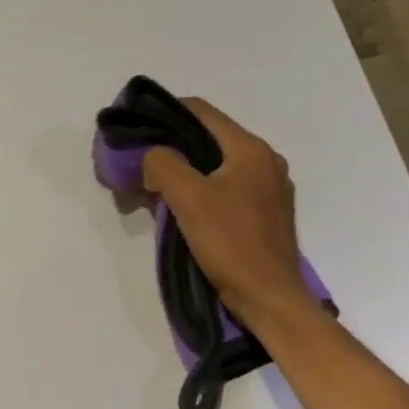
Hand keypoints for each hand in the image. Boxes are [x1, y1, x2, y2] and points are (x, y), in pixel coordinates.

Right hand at [142, 98, 306, 324]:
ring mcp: (271, 189)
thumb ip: (164, 165)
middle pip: (210, 140)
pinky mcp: (267, 215)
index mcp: (250, 148)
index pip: (202, 112)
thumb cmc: (230, 243)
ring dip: (187, 174)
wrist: (268, 296)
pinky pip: (229, 190)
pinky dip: (204, 193)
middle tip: (143, 168)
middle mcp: (265, 161)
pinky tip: (185, 213)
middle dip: (173, 150)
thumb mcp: (188, 198)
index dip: (166, 114)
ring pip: (218, 167)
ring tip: (158, 193)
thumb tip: (153, 157)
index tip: (138, 130)